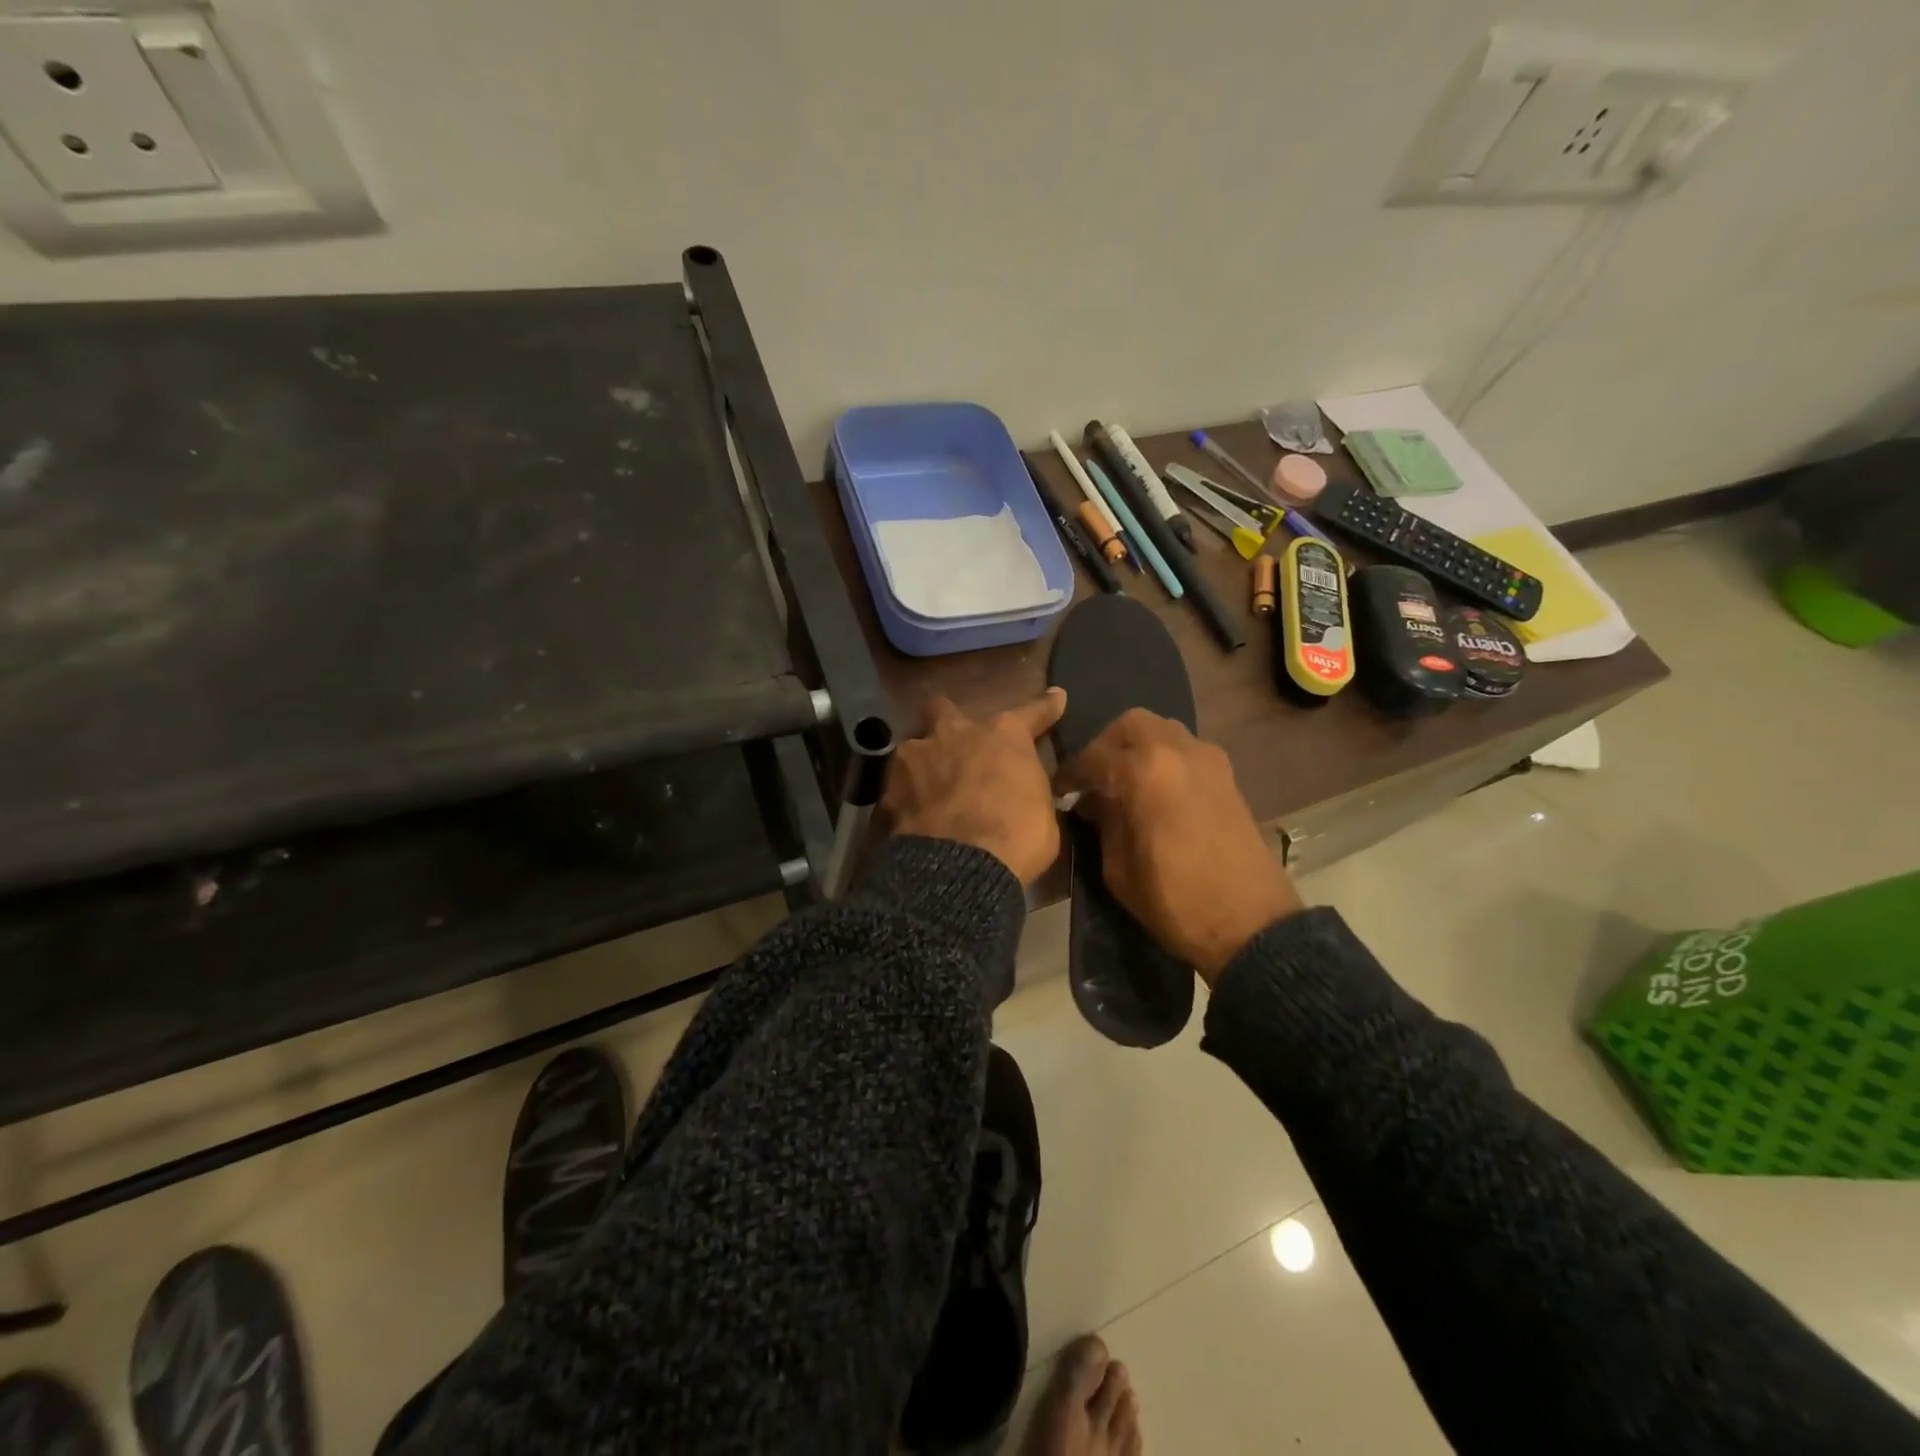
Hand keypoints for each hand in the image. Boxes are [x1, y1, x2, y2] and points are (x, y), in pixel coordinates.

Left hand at [883, 690, 1067, 884]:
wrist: (959, 866)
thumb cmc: (1017, 837)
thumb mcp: (1042, 812)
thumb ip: (1029, 789)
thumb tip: (1024, 792)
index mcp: (1003, 735)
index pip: (1032, 712)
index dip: (1045, 707)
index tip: (1055, 698)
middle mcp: (956, 732)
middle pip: (944, 709)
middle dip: (947, 720)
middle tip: (954, 742)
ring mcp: (917, 756)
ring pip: (915, 745)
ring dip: (923, 762)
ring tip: (928, 787)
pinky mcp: (889, 788)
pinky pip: (899, 785)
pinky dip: (907, 796)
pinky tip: (913, 814)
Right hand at [1059, 709, 1302, 980]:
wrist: (1250, 924)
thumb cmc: (1174, 900)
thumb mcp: (1118, 867)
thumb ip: (1104, 823)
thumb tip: (1094, 803)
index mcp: (1145, 771)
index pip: (1094, 756)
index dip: (1070, 773)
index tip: (1059, 791)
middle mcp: (1178, 751)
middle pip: (1132, 725)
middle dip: (1106, 745)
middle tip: (1094, 777)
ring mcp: (1209, 760)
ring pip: (1163, 730)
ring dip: (1138, 747)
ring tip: (1124, 782)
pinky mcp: (1228, 777)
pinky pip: (1186, 750)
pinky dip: (1164, 758)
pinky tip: (1155, 792)